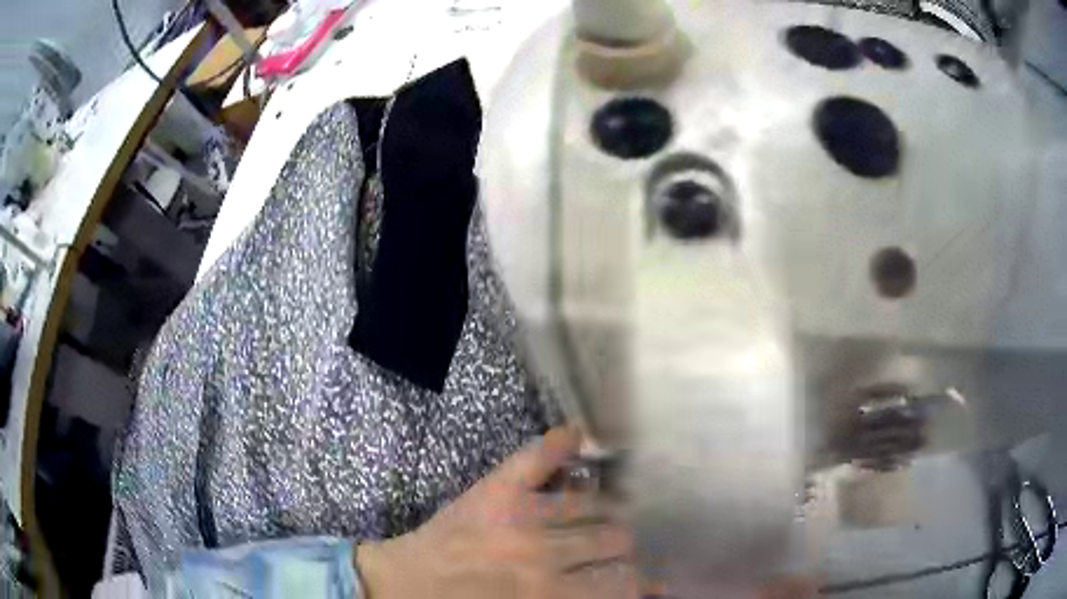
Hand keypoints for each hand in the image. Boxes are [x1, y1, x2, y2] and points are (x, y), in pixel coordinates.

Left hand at [355, 427, 638, 598]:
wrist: (405, 585)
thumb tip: (636, 592)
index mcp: (551, 592)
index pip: (621, 580)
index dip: (639, 580)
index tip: (643, 580)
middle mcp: (544, 552)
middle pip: (615, 538)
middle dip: (624, 544)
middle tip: (619, 545)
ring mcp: (520, 514)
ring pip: (592, 502)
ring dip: (609, 507)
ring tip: (610, 511)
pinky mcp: (496, 490)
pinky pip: (536, 457)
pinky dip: (559, 443)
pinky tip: (579, 434)